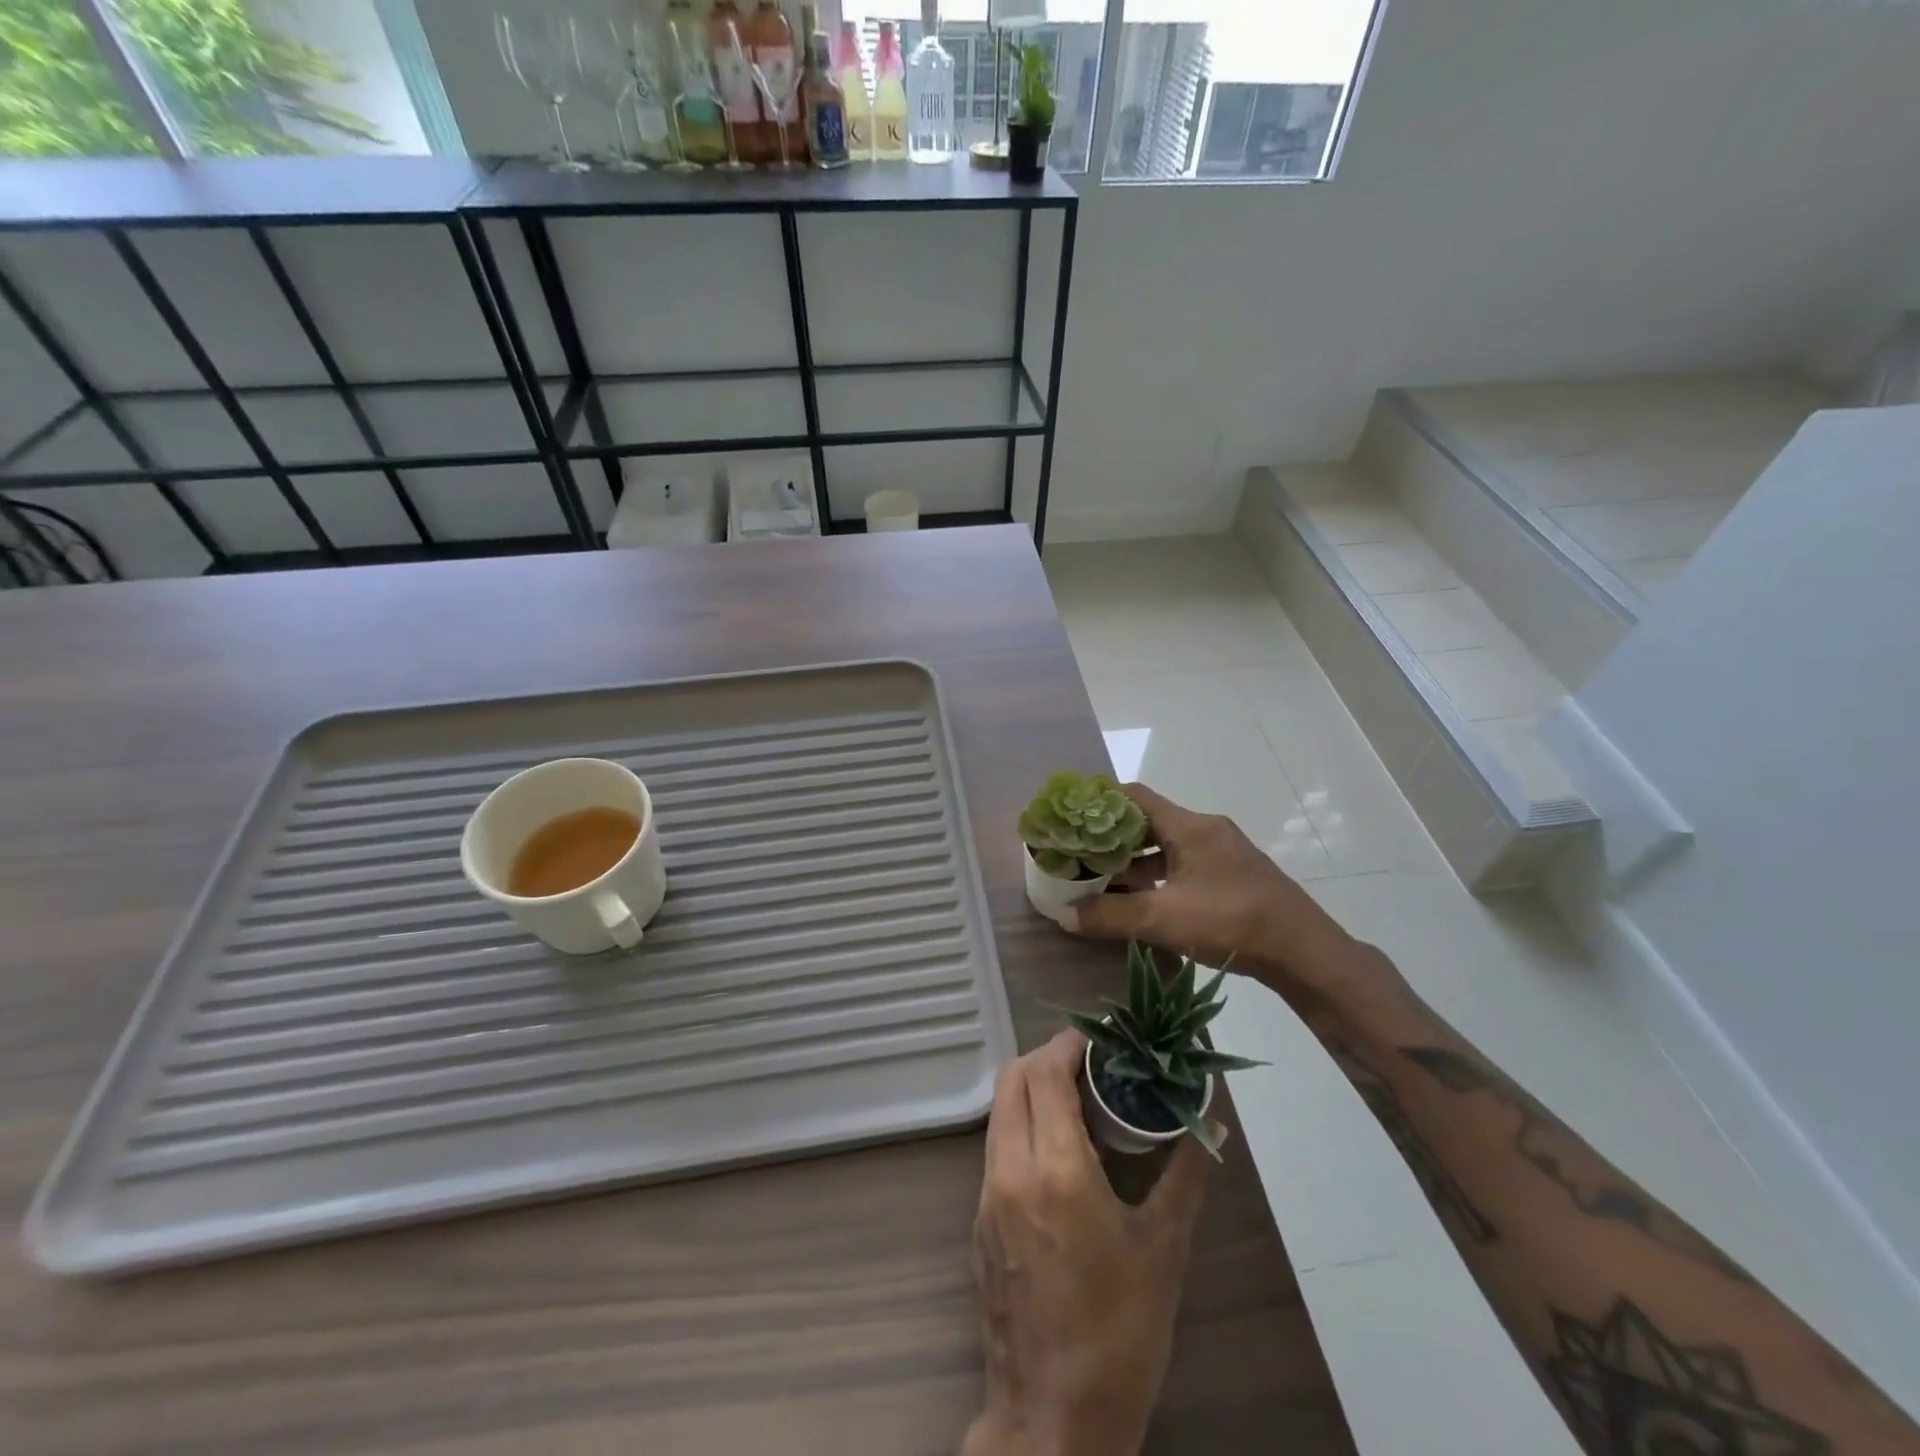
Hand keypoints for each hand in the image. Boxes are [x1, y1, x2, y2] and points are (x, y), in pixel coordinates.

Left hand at [964, 1031, 1214, 1455]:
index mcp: (1054, 1170)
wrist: (1053, 1419)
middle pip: (1013, 1079)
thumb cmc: (1119, 1334)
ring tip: (1079, 1102)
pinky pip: (997, 1146)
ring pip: (1001, 1111)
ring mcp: (987, 1195)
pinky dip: (1022, 1125)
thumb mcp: (1163, 1249)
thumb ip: (1185, 1175)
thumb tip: (1212, 1126)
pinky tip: (1059, 1152)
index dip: (1069, 1044)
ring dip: (1032, 1090)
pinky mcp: (980, 1220)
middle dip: (1048, 1057)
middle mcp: (1010, 1169)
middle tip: (1091, 1065)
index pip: (1045, 1072)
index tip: (1100, 1040)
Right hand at [1061, 784, 1351, 993]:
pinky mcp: (1232, 877)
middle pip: (1148, 822)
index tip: (1071, 818)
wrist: (1304, 952)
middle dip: (1112, 838)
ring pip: (1166, 847)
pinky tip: (1141, 903)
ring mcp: (1222, 854)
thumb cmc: (1231, 921)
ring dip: (1134, 862)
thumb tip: (1064, 914)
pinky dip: (1157, 878)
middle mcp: (1205, 830)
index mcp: (1189, 826)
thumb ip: (1111, 915)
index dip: (1100, 803)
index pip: (1134, 796)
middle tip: (1080, 855)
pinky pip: (1183, 866)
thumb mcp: (1163, 919)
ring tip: (1102, 882)